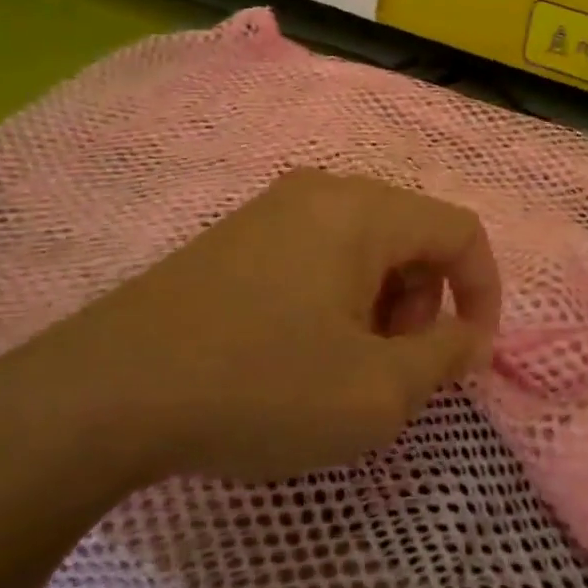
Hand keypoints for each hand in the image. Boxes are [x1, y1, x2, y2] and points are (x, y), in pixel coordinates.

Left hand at [0, 170, 502, 491]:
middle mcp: (320, 192)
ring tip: (347, 368)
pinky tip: (298, 355)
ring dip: (381, 306)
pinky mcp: (232, 241)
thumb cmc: (261, 385)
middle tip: (397, 367)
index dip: (484, 291)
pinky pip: (315, 257)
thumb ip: (444, 357)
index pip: (460, 231)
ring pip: (363, 249)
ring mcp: (269, 212)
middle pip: (412, 237)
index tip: (471, 356)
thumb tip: (469, 336)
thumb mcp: (378, 391)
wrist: (103, 395)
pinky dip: (335, 302)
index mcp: (363, 210)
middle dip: (425, 303)